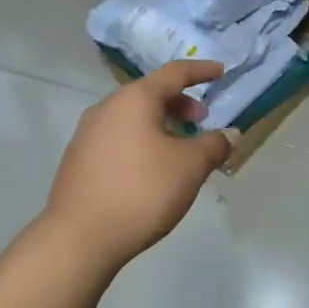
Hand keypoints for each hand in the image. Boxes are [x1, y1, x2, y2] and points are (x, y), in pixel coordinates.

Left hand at [44, 60, 232, 268]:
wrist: (79, 236)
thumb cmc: (141, 192)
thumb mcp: (189, 167)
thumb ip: (214, 145)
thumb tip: (230, 134)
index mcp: (133, 99)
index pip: (174, 73)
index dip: (200, 71)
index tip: (220, 72)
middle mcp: (106, 108)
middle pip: (150, 94)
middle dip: (180, 104)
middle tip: (202, 121)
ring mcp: (87, 133)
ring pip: (132, 118)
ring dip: (160, 125)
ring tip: (180, 149)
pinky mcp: (79, 159)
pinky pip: (118, 138)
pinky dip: (141, 142)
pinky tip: (151, 170)